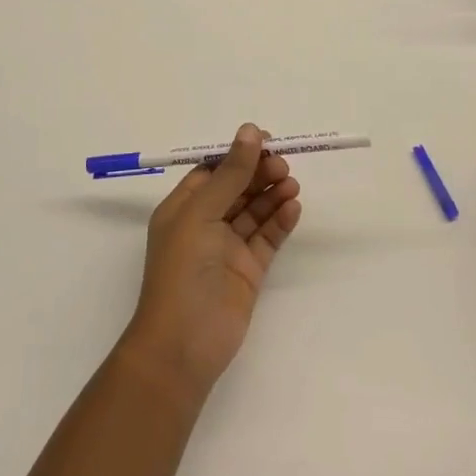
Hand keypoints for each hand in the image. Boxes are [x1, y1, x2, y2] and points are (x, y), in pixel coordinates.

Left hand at [119, 125, 302, 403]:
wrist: (184, 345)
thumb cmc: (182, 271)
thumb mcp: (202, 214)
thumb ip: (230, 173)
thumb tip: (250, 131)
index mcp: (183, 208)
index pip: (212, 171)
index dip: (237, 155)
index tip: (265, 141)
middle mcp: (204, 224)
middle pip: (237, 188)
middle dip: (259, 173)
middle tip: (283, 165)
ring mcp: (227, 248)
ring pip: (254, 211)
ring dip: (272, 194)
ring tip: (291, 184)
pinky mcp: (249, 271)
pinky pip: (267, 238)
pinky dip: (280, 221)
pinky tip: (293, 207)